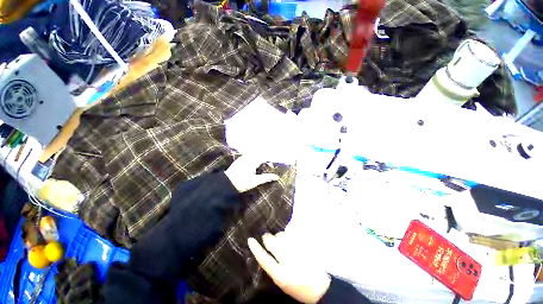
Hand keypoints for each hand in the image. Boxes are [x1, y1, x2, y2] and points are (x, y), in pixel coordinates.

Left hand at [224, 155, 278, 191]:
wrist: (225, 184)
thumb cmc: (241, 183)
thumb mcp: (255, 181)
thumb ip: (266, 178)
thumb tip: (276, 176)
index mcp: (252, 161)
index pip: (264, 158)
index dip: (269, 161)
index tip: (272, 167)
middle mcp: (247, 157)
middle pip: (259, 154)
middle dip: (264, 158)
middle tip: (267, 165)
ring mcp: (242, 158)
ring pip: (253, 154)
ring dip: (259, 157)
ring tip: (261, 164)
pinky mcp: (239, 160)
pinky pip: (248, 155)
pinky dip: (253, 157)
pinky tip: (253, 164)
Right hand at [248, 233, 330, 303]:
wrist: (320, 287)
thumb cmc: (298, 286)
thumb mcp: (281, 281)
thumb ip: (273, 267)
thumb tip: (266, 251)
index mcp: (280, 275)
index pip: (264, 259)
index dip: (256, 249)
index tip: (250, 239)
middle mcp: (287, 261)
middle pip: (272, 242)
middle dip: (268, 238)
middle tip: (267, 238)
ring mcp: (296, 251)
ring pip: (282, 236)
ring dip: (278, 236)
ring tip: (280, 240)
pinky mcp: (304, 245)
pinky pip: (291, 235)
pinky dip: (287, 235)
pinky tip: (288, 238)